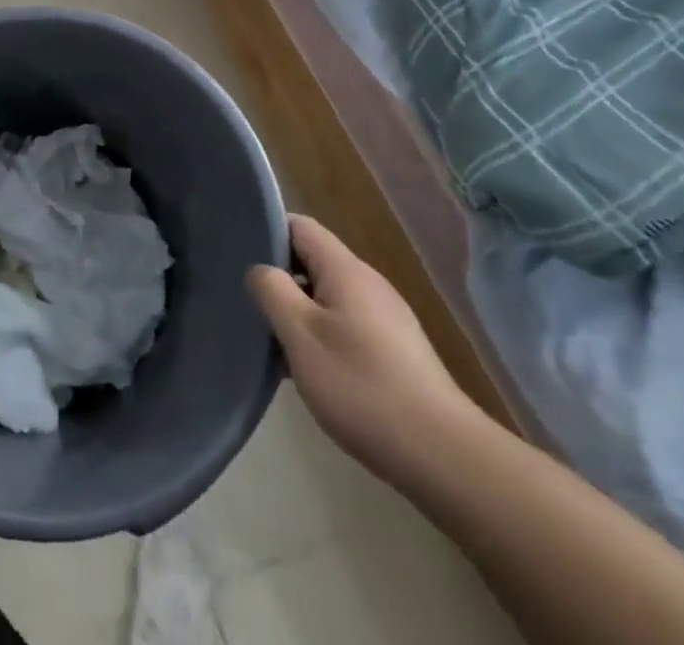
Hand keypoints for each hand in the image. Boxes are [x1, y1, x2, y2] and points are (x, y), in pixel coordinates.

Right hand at [247, 214, 478, 476]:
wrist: (444, 457)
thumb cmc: (361, 386)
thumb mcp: (300, 334)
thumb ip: (272, 291)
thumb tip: (260, 270)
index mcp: (346, 270)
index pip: (299, 226)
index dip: (267, 232)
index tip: (239, 257)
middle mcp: (369, 284)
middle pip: (313, 261)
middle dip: (280, 278)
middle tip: (250, 304)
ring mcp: (386, 319)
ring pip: (328, 297)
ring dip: (299, 312)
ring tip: (272, 341)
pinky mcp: (396, 352)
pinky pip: (346, 326)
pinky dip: (322, 337)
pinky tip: (310, 372)